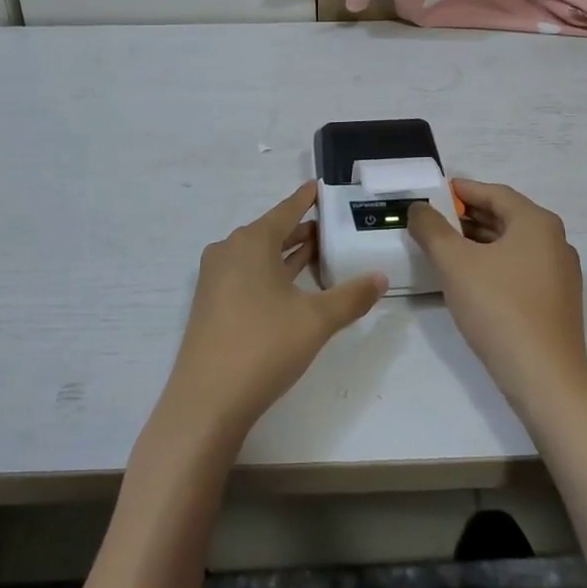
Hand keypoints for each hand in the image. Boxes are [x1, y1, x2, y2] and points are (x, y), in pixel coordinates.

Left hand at [161, 184, 387, 442]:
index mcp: (251, 242)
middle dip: (301, 229)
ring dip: (288, 254)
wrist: (206, 402)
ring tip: (320, 253)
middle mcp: (229, 251)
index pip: (285, 211)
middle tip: (332, 227)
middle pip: (271, 232)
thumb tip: (380, 277)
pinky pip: (248, 275)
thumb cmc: (263, 347)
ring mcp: (216, 279)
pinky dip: (272, 273)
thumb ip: (351, 296)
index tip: (320, 186)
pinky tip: (293, 287)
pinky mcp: (212, 304)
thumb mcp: (316, 320)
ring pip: (259, 255)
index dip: (305, 199)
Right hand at [408, 180, 586, 413]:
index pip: (495, 193)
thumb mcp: (454, 263)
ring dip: (478, 242)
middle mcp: (555, 241)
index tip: (434, 193)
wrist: (545, 378)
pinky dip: (493, 264)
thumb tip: (418, 208)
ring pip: (512, 245)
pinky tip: (468, 279)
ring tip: (444, 248)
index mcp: (537, 222)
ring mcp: (559, 273)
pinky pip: (520, 269)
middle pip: (506, 217)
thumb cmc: (499, 308)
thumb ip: (432, 229)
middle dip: (468, 216)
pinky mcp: (556, 302)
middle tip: (433, 220)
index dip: (463, 190)